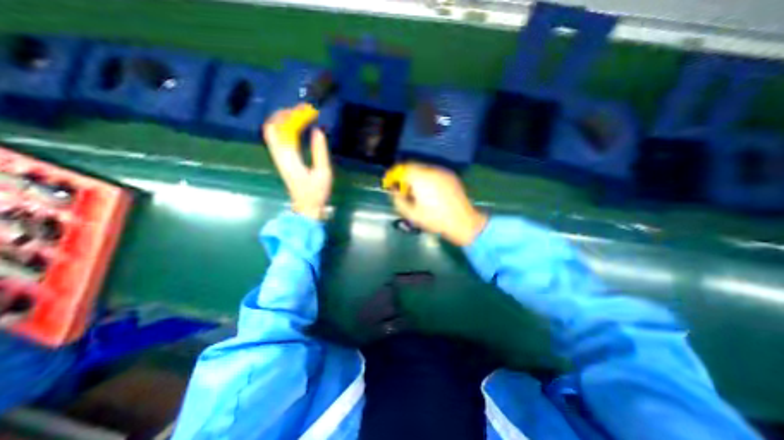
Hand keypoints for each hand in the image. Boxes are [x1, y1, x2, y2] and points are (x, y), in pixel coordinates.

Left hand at [262, 107, 330, 219]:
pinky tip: (294, 128)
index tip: (308, 111)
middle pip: (272, 128)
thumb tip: (317, 131)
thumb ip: (320, 151)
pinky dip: (283, 129)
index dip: (294, 116)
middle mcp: (279, 155)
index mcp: (289, 157)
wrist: (306, 207)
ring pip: (272, 133)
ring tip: (297, 115)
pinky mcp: (281, 161)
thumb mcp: (323, 172)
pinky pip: (276, 139)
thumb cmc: (316, 192)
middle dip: (284, 115)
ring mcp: (278, 158)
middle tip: (300, 110)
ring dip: (282, 121)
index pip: (283, 129)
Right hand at [388, 162, 487, 244]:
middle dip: (404, 176)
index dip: (393, 175)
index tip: (390, 183)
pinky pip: (433, 173)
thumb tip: (394, 190)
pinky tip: (429, 191)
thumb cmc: (434, 219)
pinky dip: (426, 178)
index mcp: (420, 178)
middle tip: (402, 189)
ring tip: (416, 192)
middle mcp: (431, 170)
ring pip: (423, 169)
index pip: (401, 169)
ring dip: (415, 177)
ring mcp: (442, 172)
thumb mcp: (411, 213)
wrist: (462, 222)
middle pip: (412, 167)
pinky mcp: (450, 176)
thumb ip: (398, 199)